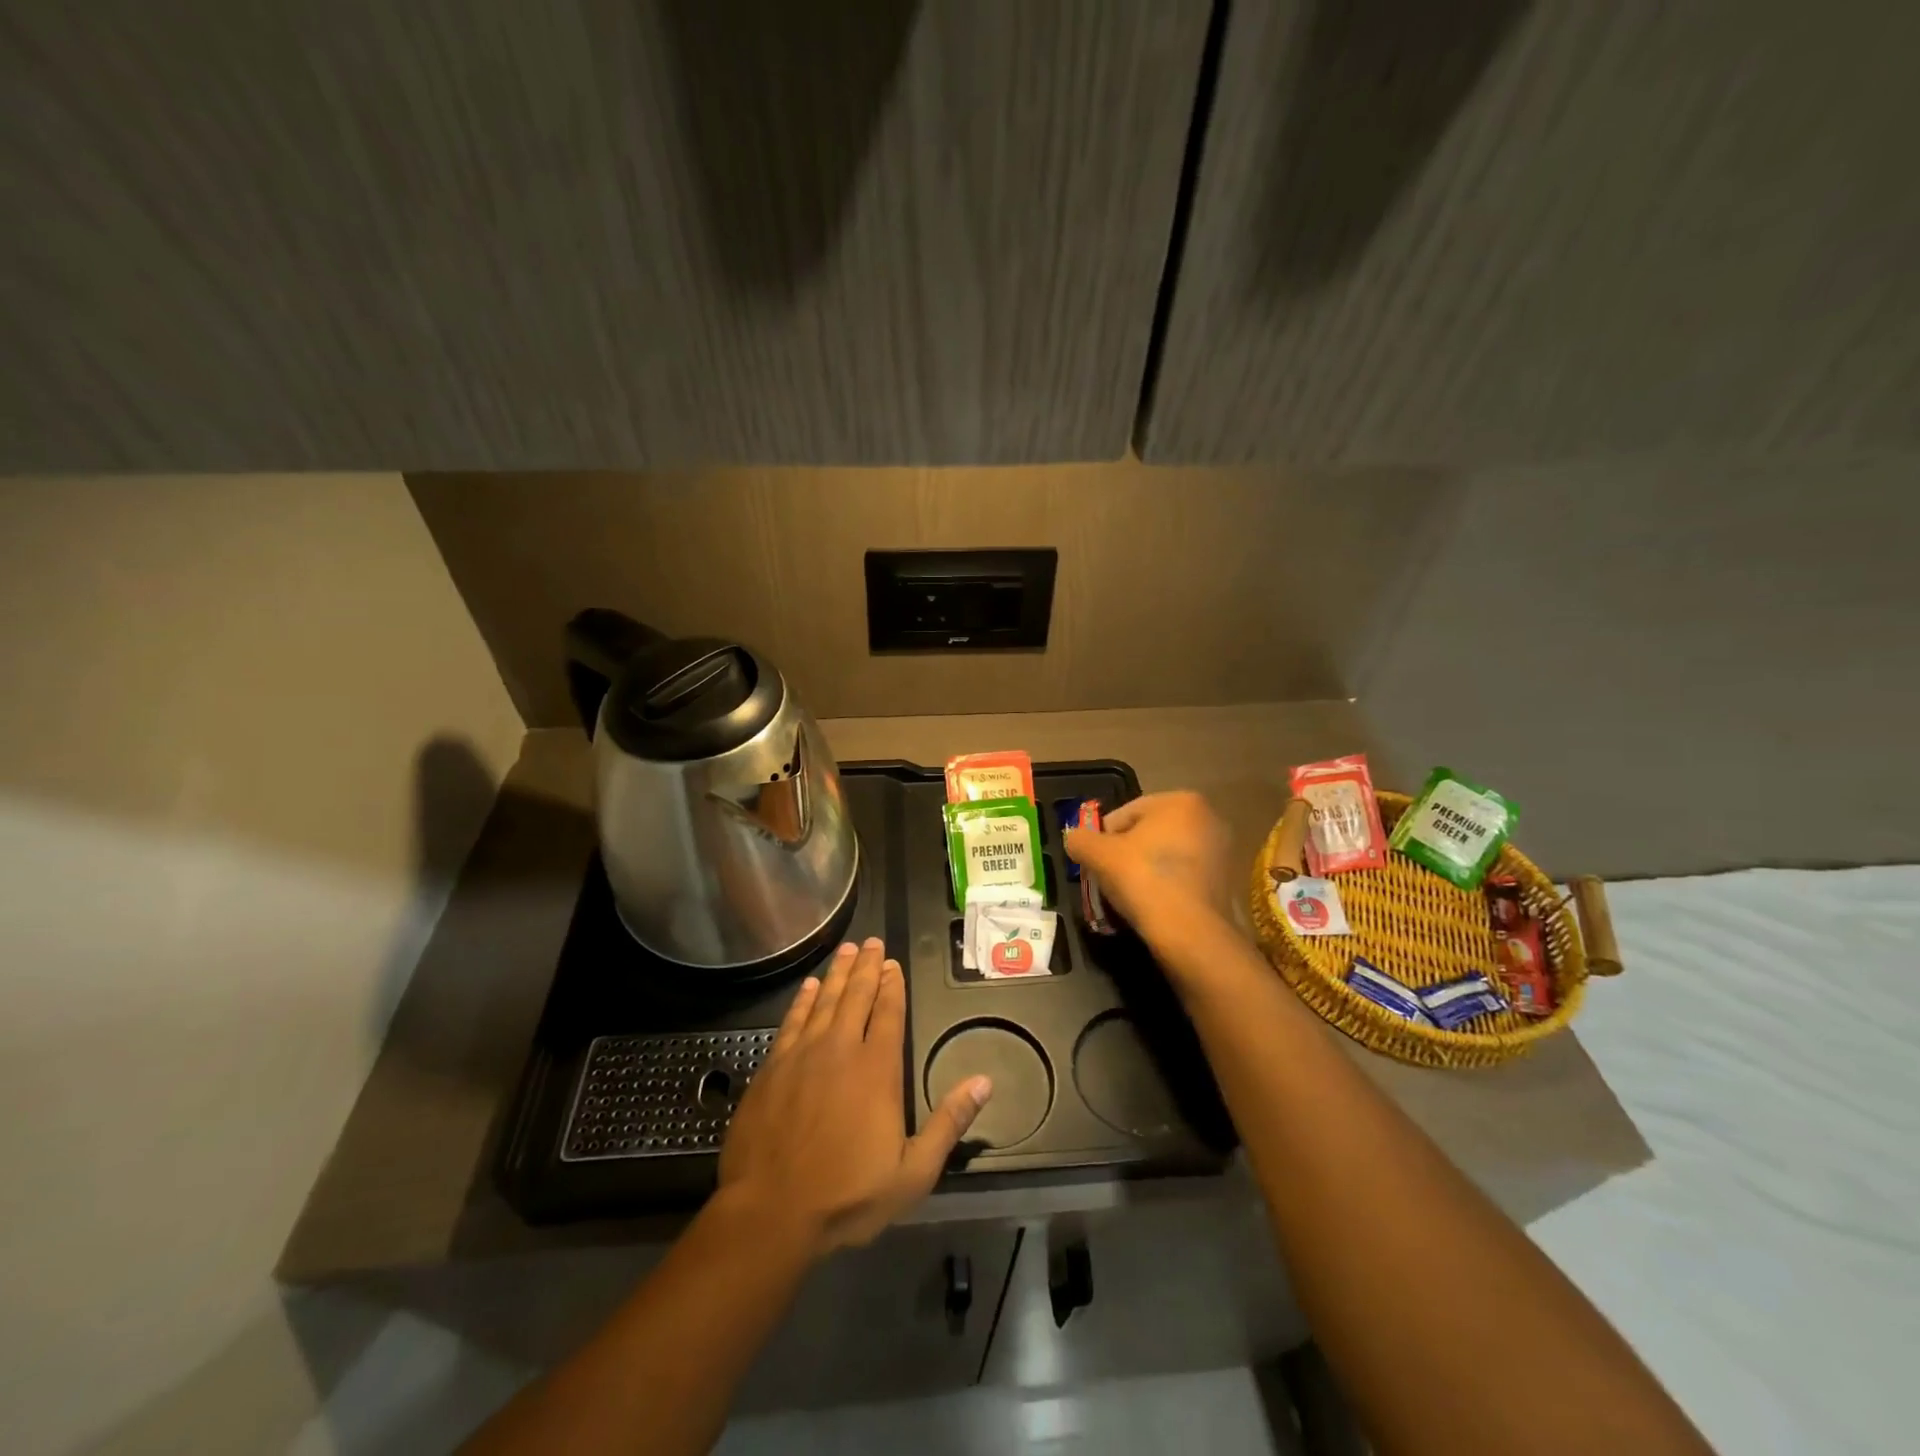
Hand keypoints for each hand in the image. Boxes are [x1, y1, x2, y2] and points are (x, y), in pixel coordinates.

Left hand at [718, 938, 991, 1256]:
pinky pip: (792, 1020)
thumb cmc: (847, 1195)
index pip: (888, 1013)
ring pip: (825, 1000)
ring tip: (847, 950)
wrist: (771, 1212)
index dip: (892, 985)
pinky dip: (804, 999)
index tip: (893, 963)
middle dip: (867, 967)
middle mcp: (841, 1049)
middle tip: (872, 941)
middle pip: (857, 996)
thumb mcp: (913, 1172)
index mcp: (877, 1069)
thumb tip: (984, 1082)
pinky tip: (810, 986)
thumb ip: (948, 1123)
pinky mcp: (772, 1067)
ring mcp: (803, 1055)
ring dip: (839, 973)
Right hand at [1064, 791, 1233, 949]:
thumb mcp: (1098, 854)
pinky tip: (1154, 907)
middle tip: (1109, 879)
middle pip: (1148, 834)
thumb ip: (1080, 840)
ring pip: (1167, 857)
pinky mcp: (1228, 882)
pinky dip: (1167, 887)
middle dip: (1126, 854)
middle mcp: (1208, 818)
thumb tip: (1074, 839)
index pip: (1125, 814)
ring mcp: (1222, 851)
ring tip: (1129, 896)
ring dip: (1146, 871)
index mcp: (1180, 801)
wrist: (1191, 932)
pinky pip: (1184, 878)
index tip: (1094, 863)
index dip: (1102, 838)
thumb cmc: (1143, 879)